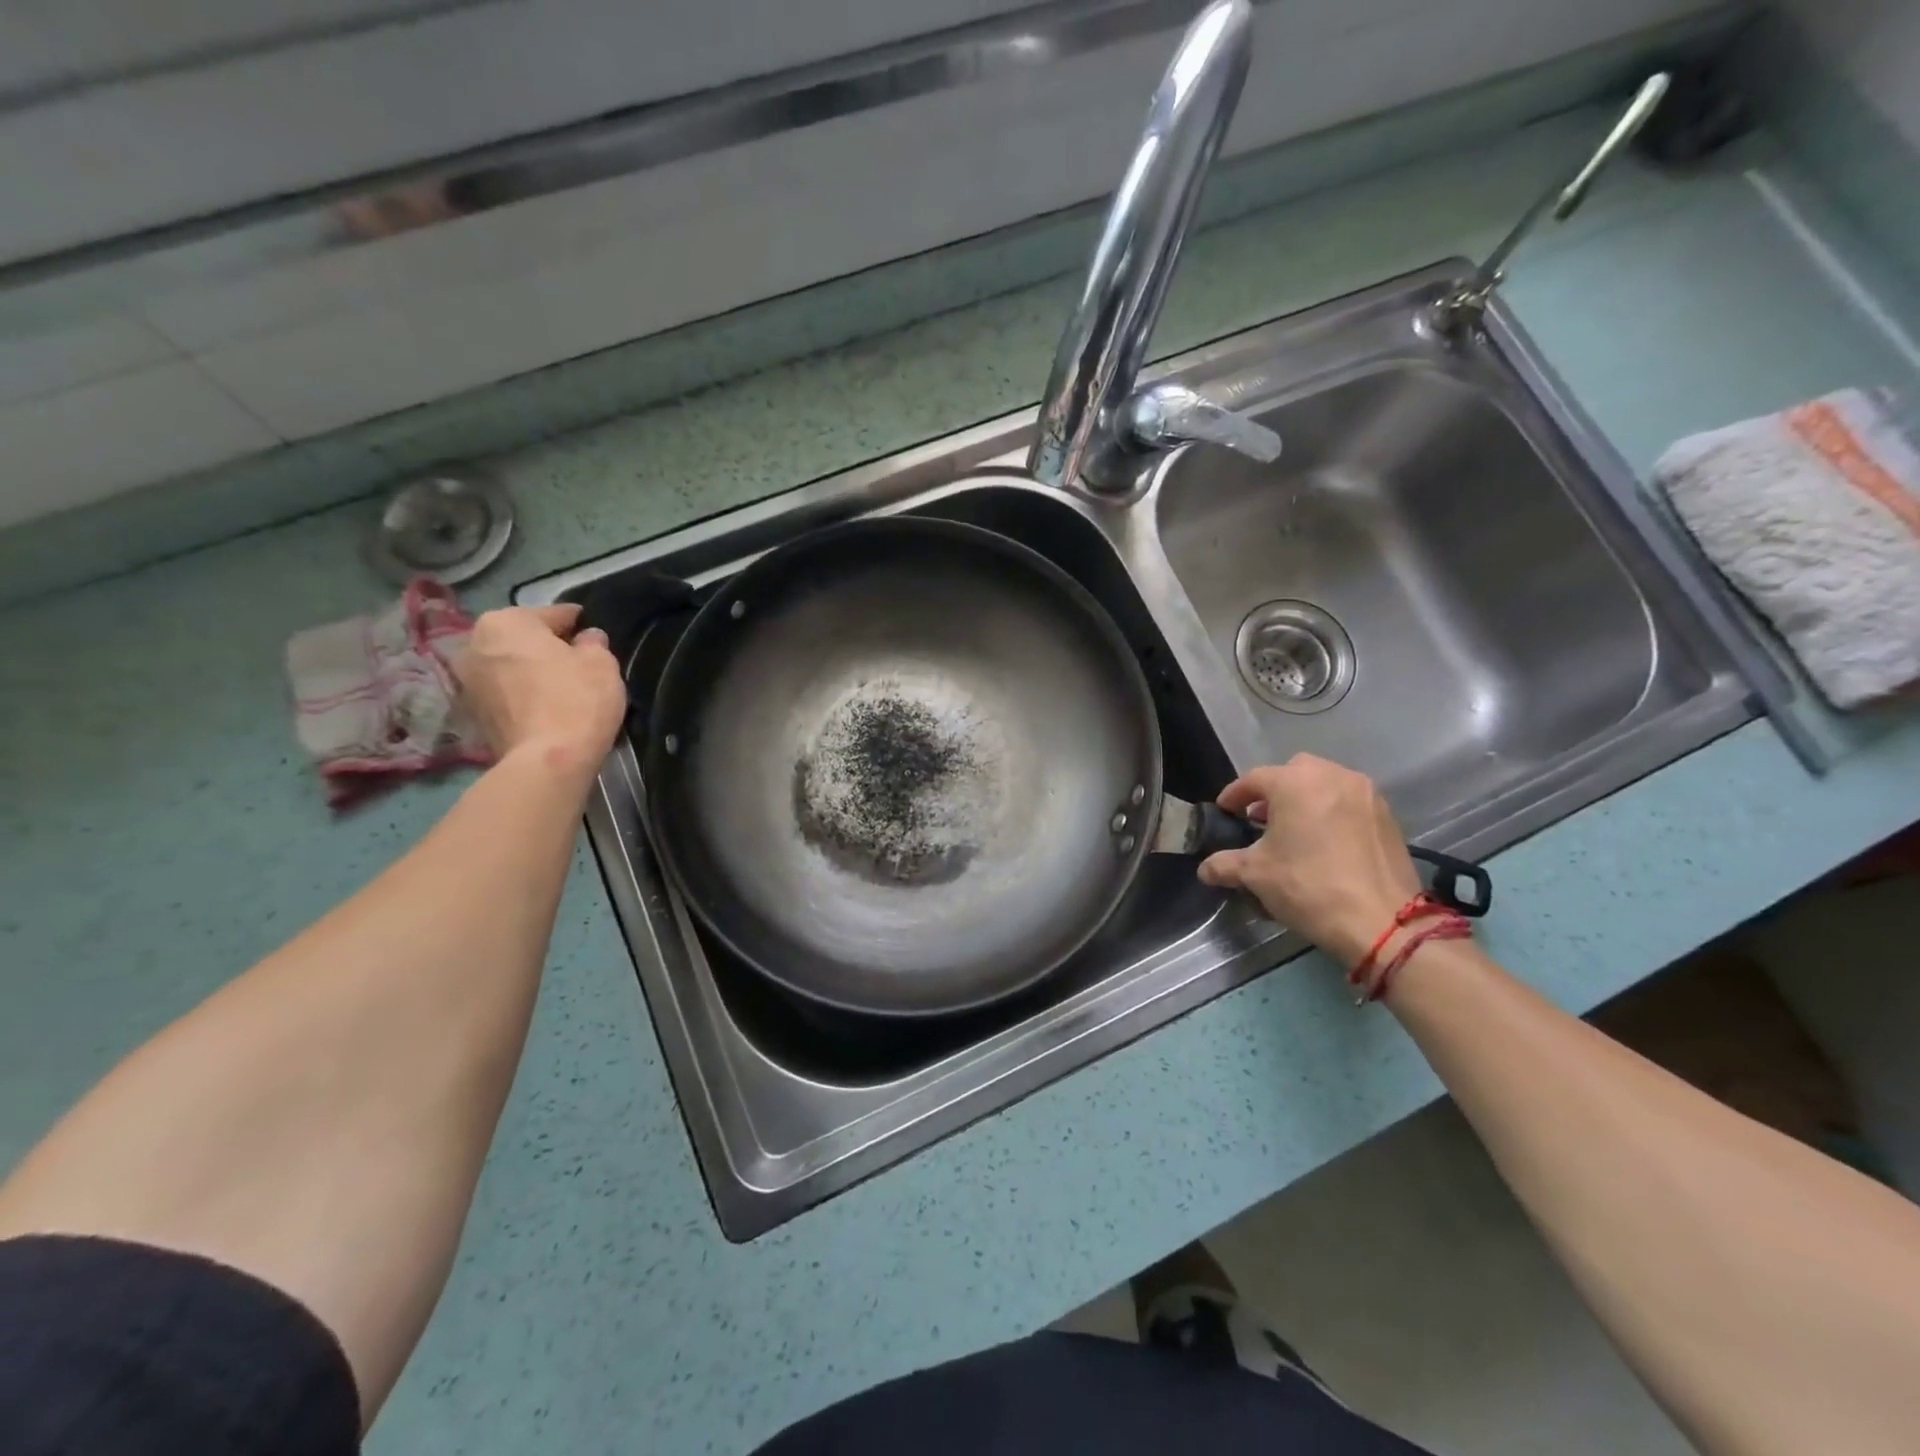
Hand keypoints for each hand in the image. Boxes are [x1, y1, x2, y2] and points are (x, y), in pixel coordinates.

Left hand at [453, 604, 625, 778]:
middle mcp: (474, 644)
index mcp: (505, 622)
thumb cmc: (576, 700)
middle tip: (578, 662)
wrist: (546, 762)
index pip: (552, 614)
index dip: (578, 623)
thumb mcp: (601, 662)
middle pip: (523, 638)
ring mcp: (467, 682)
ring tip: (562, 686)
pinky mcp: (472, 714)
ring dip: (532, 671)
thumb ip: (593, 643)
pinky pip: (505, 693)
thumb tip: (586, 639)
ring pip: (511, 666)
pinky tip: (547, 707)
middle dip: (547, 647)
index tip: (593, 634)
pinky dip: (523, 695)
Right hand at [1196, 754, 1420, 969]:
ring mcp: (1365, 793)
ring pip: (1325, 784)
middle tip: (1260, 818)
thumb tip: (1205, 869)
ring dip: (1305, 800)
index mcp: (1295, 782)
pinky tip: (1324, 842)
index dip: (1234, 795)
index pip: (1254, 779)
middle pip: (1293, 772)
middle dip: (1273, 791)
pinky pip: (1349, 802)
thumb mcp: (1255, 875)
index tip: (1224, 812)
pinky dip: (1331, 812)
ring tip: (1293, 830)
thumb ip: (1225, 865)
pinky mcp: (1387, 815)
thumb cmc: (1308, 886)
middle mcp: (1332, 776)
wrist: (1382, 921)